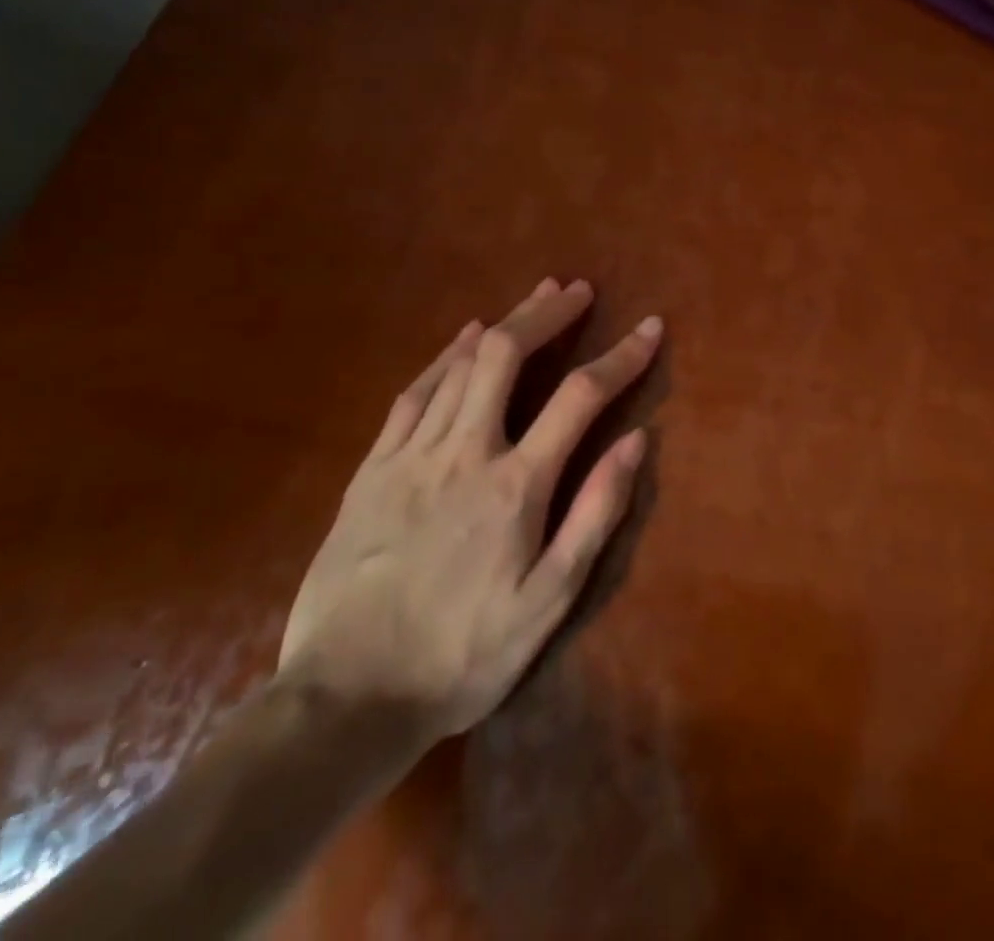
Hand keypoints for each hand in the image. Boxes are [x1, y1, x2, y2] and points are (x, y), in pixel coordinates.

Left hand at [277, 278, 659, 737]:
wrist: (343, 703)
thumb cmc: (462, 656)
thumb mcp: (549, 600)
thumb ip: (595, 514)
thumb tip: (637, 441)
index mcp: (515, 485)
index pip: (581, 397)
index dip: (622, 356)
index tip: (651, 328)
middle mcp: (464, 452)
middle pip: (507, 355)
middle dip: (548, 313)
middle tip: (578, 290)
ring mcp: (410, 456)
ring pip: (460, 365)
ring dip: (504, 323)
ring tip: (536, 297)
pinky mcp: (371, 471)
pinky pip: (413, 394)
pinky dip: (445, 356)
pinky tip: (463, 338)